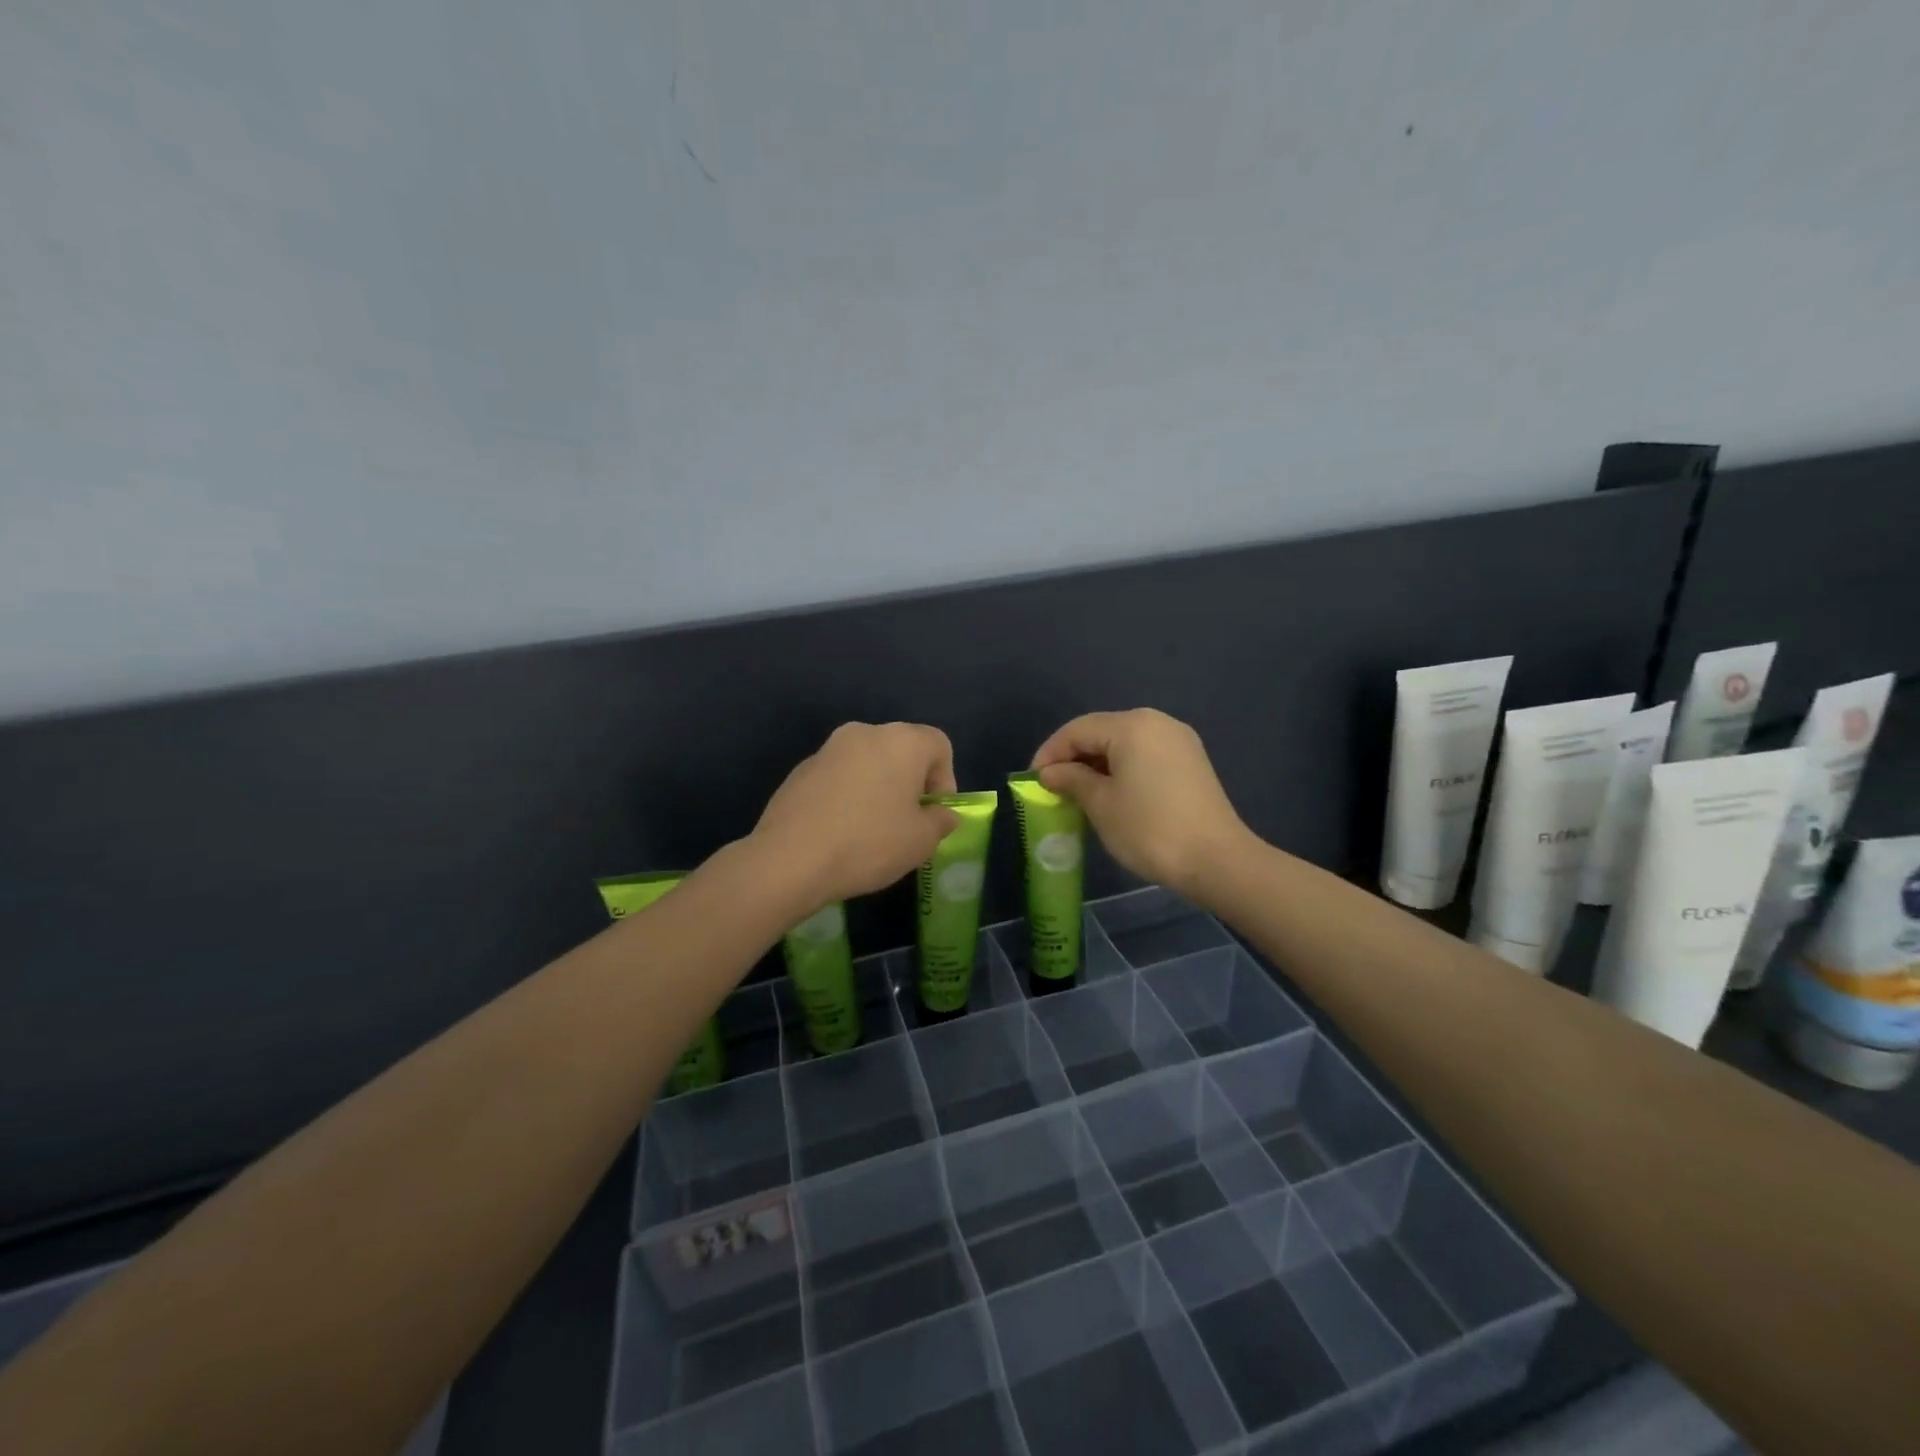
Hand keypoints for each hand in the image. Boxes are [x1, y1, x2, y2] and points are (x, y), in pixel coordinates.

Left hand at [753, 722, 960, 906]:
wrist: (791, 858)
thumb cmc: (870, 843)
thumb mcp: (921, 841)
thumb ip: (941, 821)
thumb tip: (941, 814)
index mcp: (902, 741)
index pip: (939, 745)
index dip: (945, 779)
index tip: (934, 814)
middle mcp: (865, 733)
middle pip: (901, 750)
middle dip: (910, 783)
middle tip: (907, 823)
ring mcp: (828, 749)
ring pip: (867, 763)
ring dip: (877, 788)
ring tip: (872, 831)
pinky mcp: (800, 770)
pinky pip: (838, 777)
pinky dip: (847, 796)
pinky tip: (839, 832)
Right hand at [1031, 709, 1251, 897]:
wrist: (1216, 860)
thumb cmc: (1149, 829)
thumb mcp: (1100, 804)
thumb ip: (1071, 779)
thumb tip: (1051, 772)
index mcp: (1131, 726)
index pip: (1077, 730)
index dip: (1050, 753)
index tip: (1032, 781)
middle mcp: (1156, 722)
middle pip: (1101, 731)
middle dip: (1073, 757)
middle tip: (1052, 787)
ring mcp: (1178, 740)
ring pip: (1123, 743)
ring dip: (1097, 764)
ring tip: (1078, 793)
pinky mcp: (1191, 760)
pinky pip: (1144, 754)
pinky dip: (1121, 768)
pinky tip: (1111, 793)